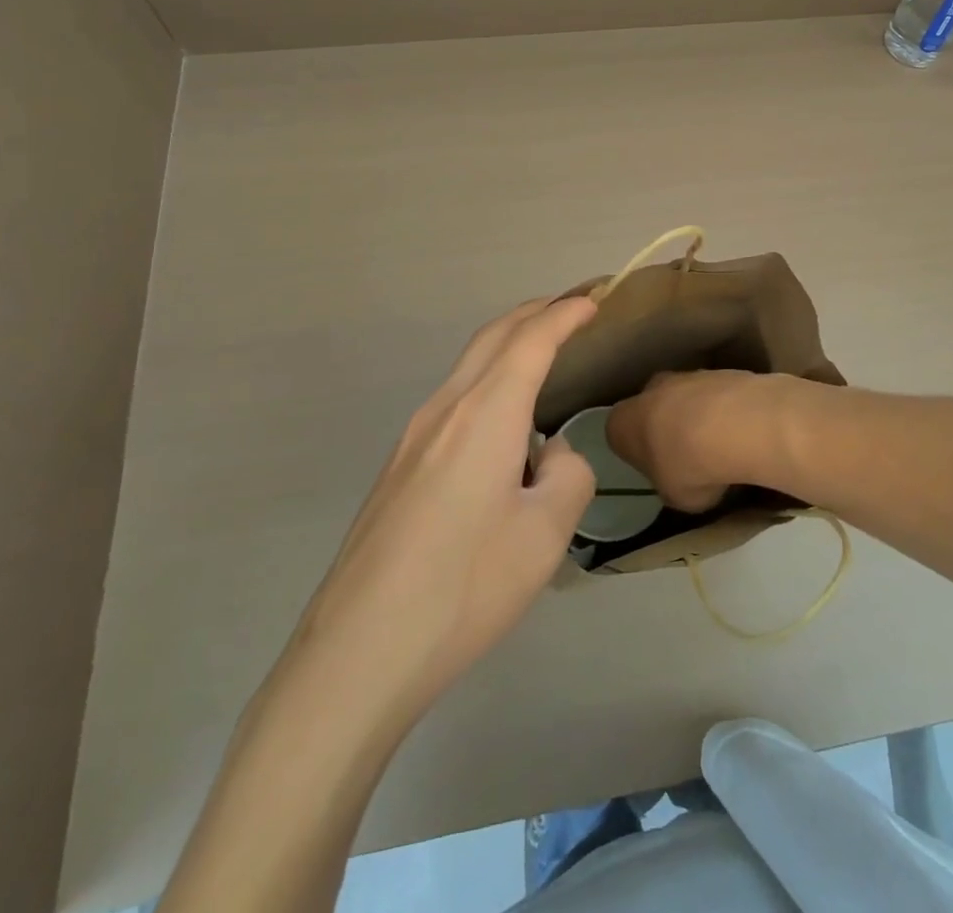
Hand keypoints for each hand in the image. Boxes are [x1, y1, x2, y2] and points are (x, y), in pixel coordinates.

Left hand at [293, 295, 599, 723]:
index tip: (594, 299)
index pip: (532, 340)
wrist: (358, 653)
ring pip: (468, 368)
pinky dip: (488, 382)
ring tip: (543, 355)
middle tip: (572, 307)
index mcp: (485, 413)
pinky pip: (453, 402)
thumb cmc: (465, 587)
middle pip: (492, 338)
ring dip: (508, 347)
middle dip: (534, 313)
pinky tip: (503, 425)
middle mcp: (445, 410)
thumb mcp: (546, 534)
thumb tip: (550, 455)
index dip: (565, 314)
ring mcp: (413, 438)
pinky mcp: (399, 468)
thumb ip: (567, 475)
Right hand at [606, 369, 785, 512]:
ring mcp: (687, 375)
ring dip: (699, 417)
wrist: (734, 426)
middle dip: (667, 427)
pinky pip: (718, 395)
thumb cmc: (689, 467)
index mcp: (623, 422)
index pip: (619, 434)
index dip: (638, 452)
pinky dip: (726, 410)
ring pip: (687, 397)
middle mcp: (649, 390)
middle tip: (688, 456)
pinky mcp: (721, 371)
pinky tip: (742, 432)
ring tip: (722, 447)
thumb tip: (679, 482)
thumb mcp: (673, 496)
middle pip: (653, 408)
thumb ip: (670, 485)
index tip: (656, 468)